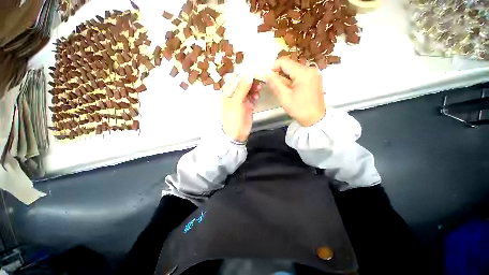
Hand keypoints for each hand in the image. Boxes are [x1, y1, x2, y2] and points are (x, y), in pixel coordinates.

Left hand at [222, 74, 261, 141]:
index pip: (237, 77)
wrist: (237, 133)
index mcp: (228, 91)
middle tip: (260, 79)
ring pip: (250, 88)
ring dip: (255, 87)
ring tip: (259, 87)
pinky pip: (253, 96)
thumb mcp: (236, 101)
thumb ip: (242, 88)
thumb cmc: (233, 117)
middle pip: (244, 82)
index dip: (246, 73)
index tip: (255, 70)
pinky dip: (256, 94)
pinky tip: (257, 96)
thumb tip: (249, 74)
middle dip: (252, 80)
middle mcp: (235, 93)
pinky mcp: (249, 104)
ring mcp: (242, 99)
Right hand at [264, 57, 325, 126]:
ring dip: (286, 79)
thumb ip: (274, 83)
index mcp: (303, 72)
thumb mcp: (284, 96)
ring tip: (285, 91)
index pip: (284, 61)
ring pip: (294, 71)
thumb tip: (265, 72)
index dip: (273, 68)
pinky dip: (293, 81)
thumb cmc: (299, 109)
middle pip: (290, 65)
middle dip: (280, 75)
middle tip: (276, 88)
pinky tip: (292, 91)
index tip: (268, 78)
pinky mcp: (315, 78)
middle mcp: (310, 68)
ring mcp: (314, 73)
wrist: (315, 119)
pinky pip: (300, 75)